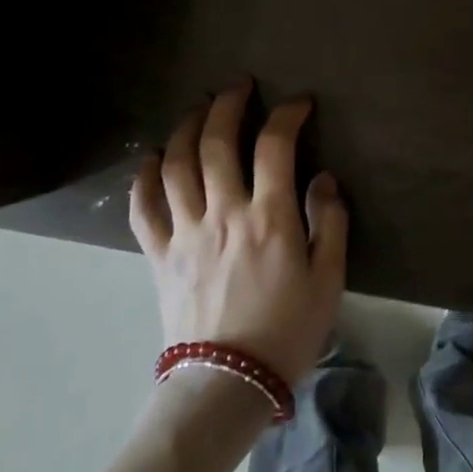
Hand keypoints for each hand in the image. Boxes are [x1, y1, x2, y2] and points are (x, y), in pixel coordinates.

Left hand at [129, 79, 347, 385]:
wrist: (226, 385)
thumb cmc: (287, 331)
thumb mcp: (329, 279)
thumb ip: (329, 222)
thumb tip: (323, 178)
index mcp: (269, 217)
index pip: (275, 145)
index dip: (287, 114)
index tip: (299, 103)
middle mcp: (223, 213)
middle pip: (217, 141)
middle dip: (228, 104)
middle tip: (239, 86)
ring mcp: (185, 232)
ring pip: (177, 164)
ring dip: (187, 127)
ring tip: (199, 109)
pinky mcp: (159, 255)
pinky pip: (143, 208)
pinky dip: (144, 177)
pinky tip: (153, 159)